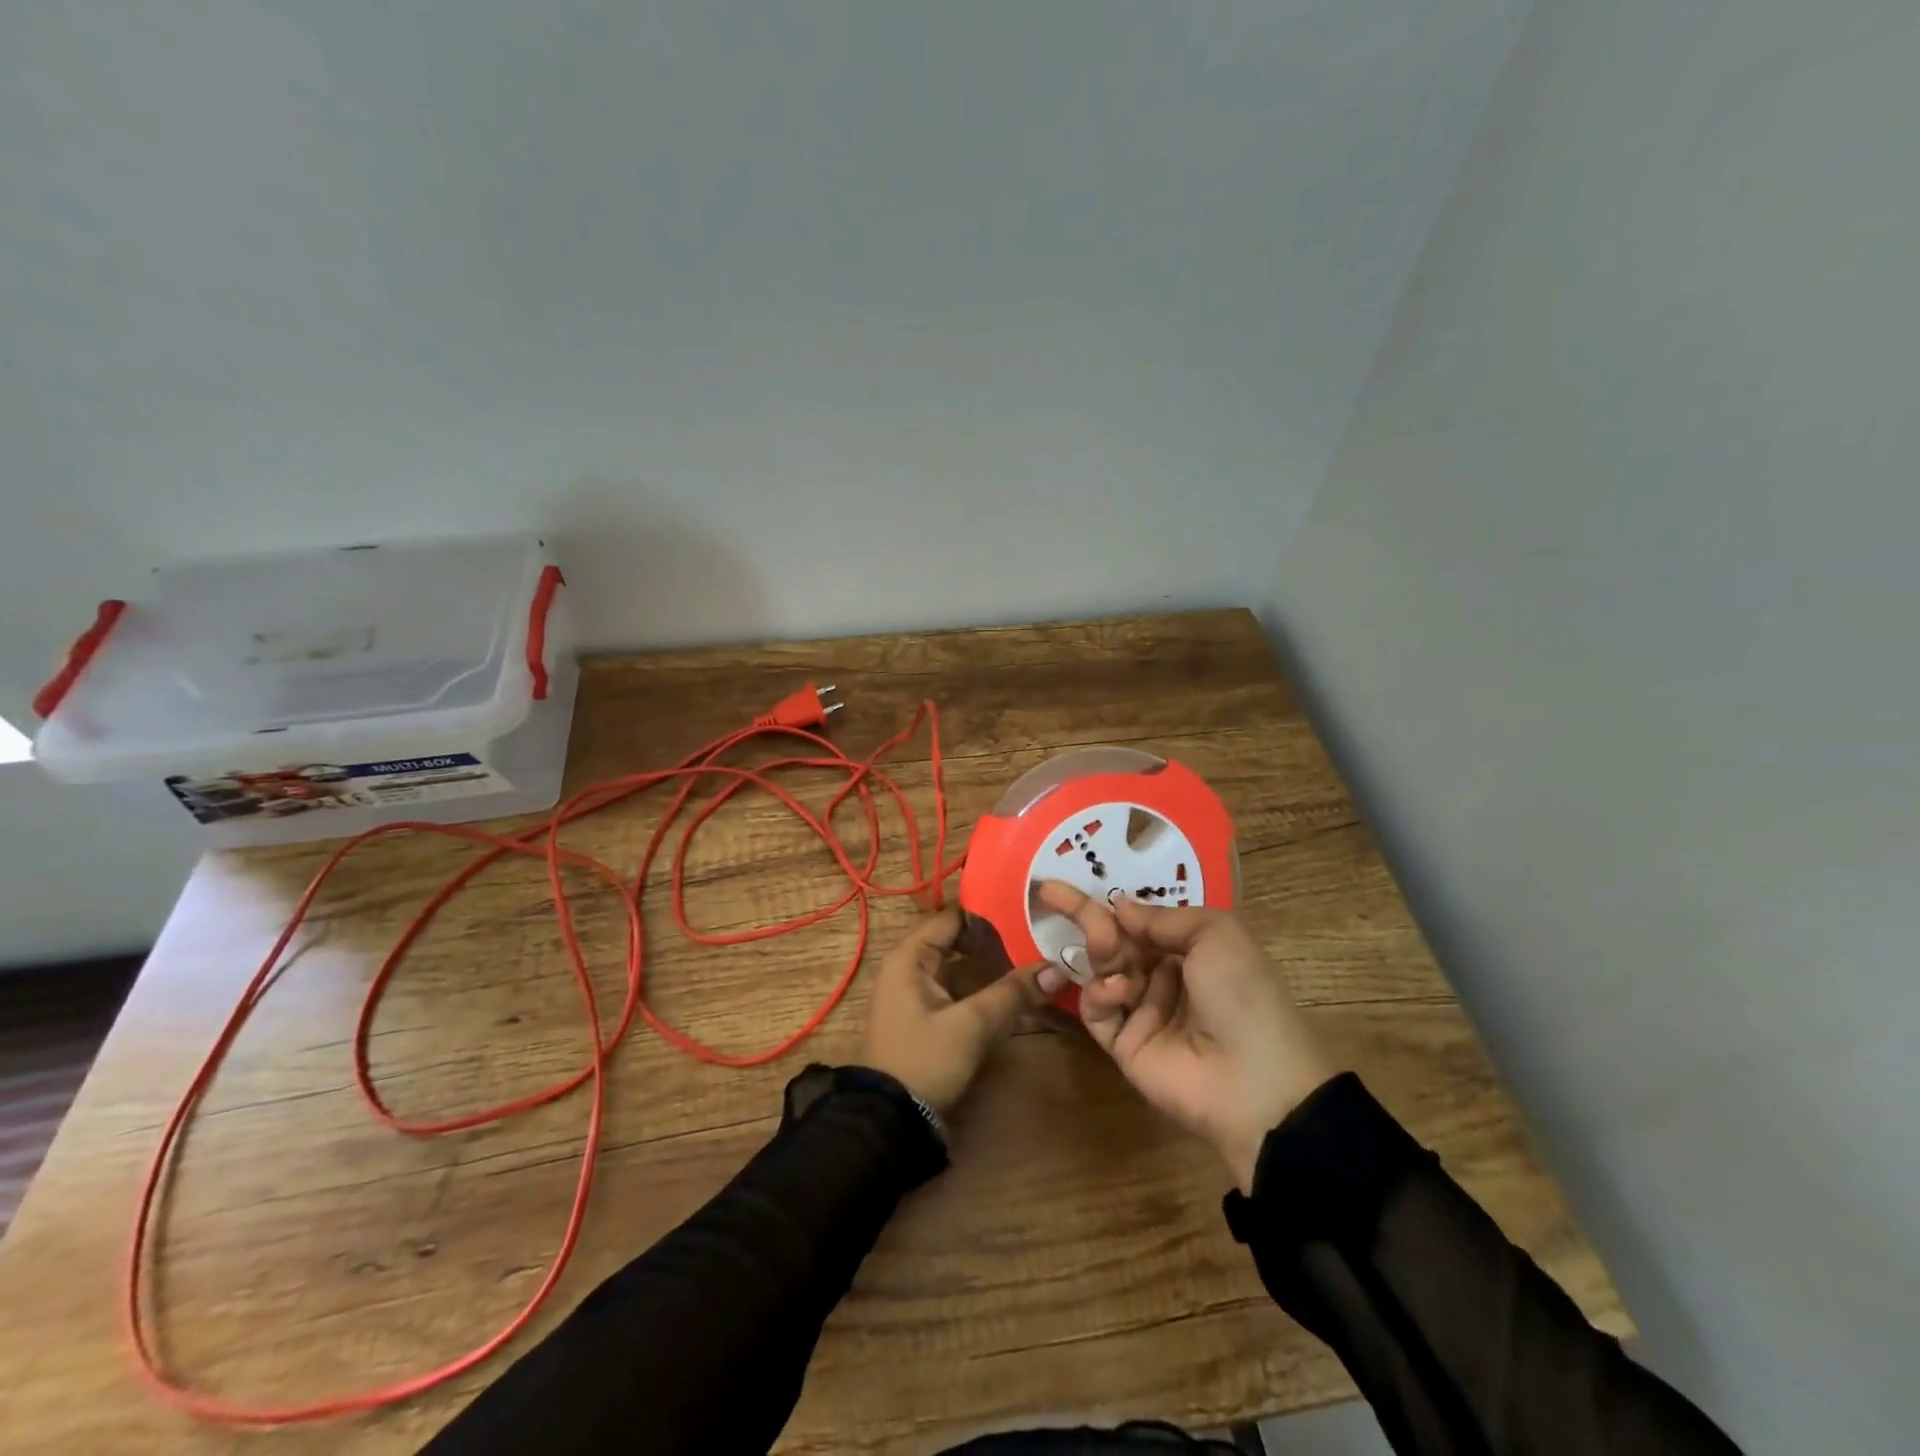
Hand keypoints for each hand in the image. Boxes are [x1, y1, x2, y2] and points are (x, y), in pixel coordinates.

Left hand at [862, 908, 1048, 1114]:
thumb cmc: (923, 1061)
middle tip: (1036, 932)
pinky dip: (981, 984)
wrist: (888, 1121)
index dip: (987, 911)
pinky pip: (956, 987)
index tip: (1027, 908)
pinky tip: (1012, 988)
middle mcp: (909, 966)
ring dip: (990, 962)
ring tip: (1032, 954)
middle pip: (955, 939)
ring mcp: (915, 991)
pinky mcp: (925, 1015)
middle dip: (994, 937)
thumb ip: (1012, 993)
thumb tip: (1057, 968)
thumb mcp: (970, 1025)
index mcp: (909, 956)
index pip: (951, 917)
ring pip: (958, 964)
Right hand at [1039, 882, 1338, 1191]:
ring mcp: (1142, 1012)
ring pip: (1102, 970)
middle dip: (1091, 919)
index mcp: (1191, 950)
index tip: (1064, 883)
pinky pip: (1097, 1010)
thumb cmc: (1241, 992)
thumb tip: (1118, 905)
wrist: (1255, 1080)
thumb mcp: (1216, 933)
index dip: (1110, 903)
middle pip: (1115, 941)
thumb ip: (1162, 916)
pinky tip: (1118, 989)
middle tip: (1055, 896)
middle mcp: (1164, 977)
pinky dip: (1099, 993)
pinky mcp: (1123, 1045)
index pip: (1140, 921)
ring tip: (1106, 946)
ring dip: (1099, 950)